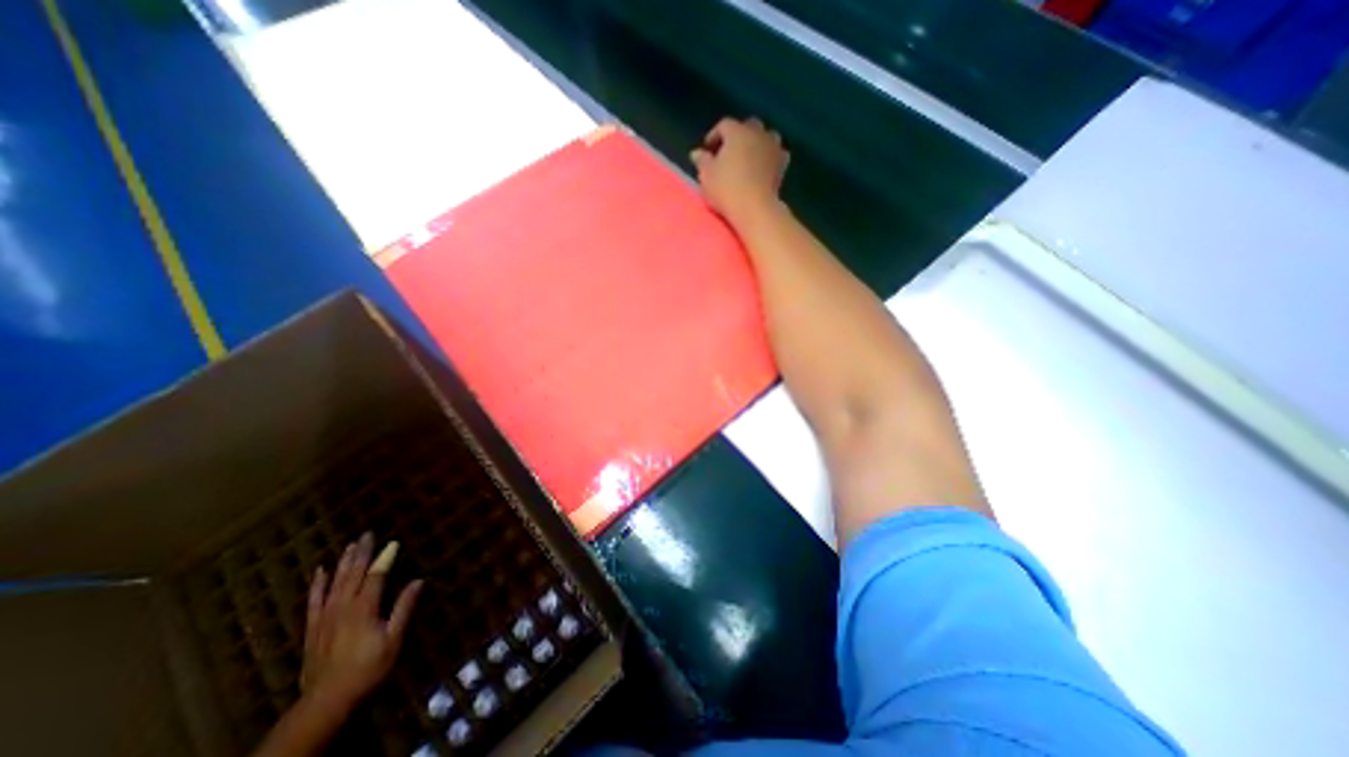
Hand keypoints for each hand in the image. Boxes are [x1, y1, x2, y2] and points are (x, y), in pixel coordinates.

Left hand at [301, 533, 421, 714]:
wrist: (326, 700)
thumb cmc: (367, 668)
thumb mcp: (393, 640)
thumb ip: (404, 609)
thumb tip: (418, 581)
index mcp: (364, 609)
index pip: (376, 576)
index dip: (385, 559)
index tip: (393, 543)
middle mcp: (343, 608)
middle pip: (353, 575)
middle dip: (362, 553)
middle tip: (367, 534)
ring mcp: (325, 617)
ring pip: (335, 583)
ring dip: (344, 563)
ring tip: (351, 545)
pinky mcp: (312, 628)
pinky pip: (313, 601)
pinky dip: (317, 584)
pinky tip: (320, 571)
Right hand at [689, 116, 785, 227]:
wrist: (754, 208)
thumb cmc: (726, 189)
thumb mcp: (706, 176)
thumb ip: (702, 161)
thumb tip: (697, 153)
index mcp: (737, 132)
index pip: (724, 125)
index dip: (715, 135)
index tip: (708, 148)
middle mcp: (757, 133)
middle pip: (748, 126)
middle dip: (738, 135)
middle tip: (729, 151)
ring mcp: (773, 148)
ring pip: (767, 136)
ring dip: (758, 142)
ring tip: (749, 156)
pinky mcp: (782, 165)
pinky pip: (778, 154)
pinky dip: (771, 156)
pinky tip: (765, 165)